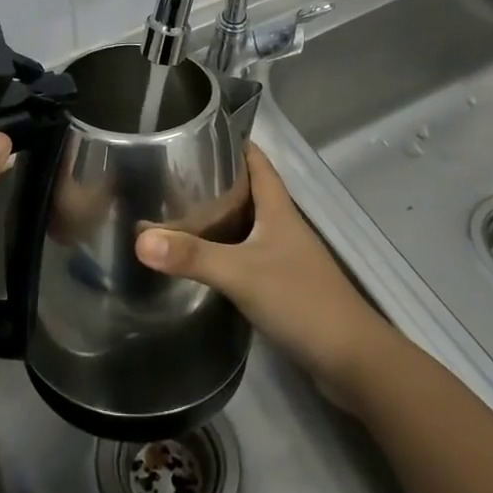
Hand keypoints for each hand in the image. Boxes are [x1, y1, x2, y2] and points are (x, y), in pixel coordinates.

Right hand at [136, 143, 390, 401]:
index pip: (256, 160)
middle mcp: (282, 226)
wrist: (352, 360)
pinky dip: (225, 250)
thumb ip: (192, 256)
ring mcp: (285, 257)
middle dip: (215, 179)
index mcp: (278, 208)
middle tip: (172, 174)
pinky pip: (248, 254)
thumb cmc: (301, 300)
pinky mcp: (283, 285)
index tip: (195, 133)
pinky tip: (202, 259)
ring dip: (218, 216)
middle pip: (248, 190)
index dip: (231, 143)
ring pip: (247, 224)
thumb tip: (139, 239)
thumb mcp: (241, 273)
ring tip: (176, 211)